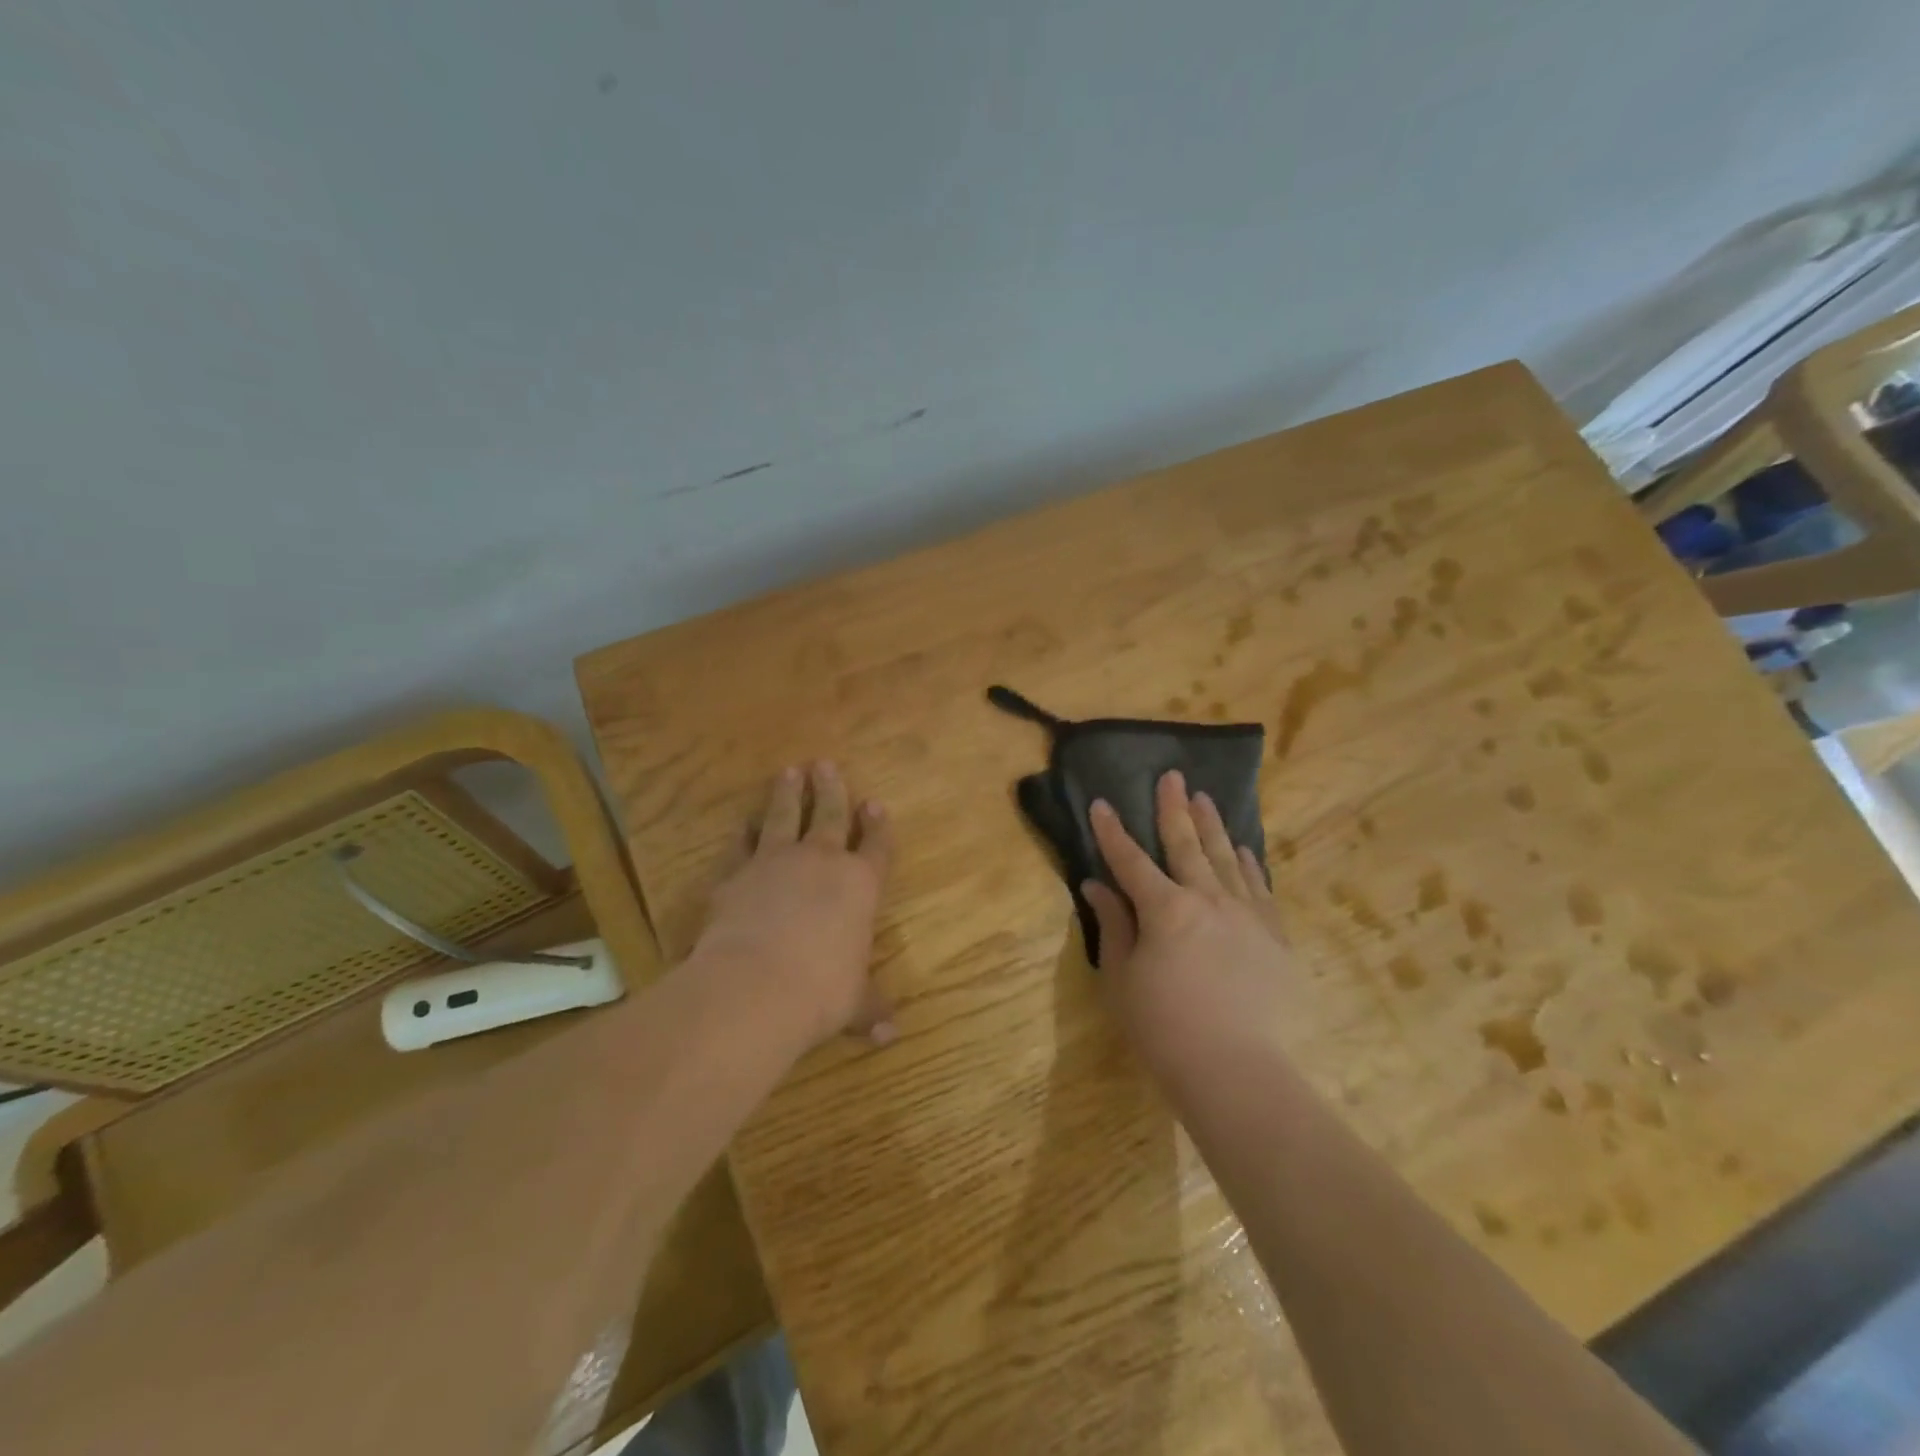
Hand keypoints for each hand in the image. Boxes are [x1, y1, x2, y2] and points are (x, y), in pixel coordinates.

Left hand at [693, 762, 895, 1051]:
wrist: (755, 986)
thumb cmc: (821, 992)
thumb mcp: (852, 1004)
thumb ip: (869, 1009)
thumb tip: (889, 1034)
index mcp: (860, 886)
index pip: (875, 846)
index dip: (877, 826)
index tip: (875, 804)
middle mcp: (820, 863)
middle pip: (829, 815)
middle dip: (831, 790)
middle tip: (825, 765)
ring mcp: (775, 863)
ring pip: (784, 817)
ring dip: (787, 794)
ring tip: (789, 772)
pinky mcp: (736, 875)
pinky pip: (742, 845)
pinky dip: (744, 832)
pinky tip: (743, 822)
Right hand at [1082, 771, 1294, 1080]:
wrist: (1236, 1071)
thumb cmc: (1164, 1028)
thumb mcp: (1122, 978)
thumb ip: (1113, 925)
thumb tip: (1097, 886)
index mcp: (1165, 909)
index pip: (1131, 861)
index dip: (1113, 832)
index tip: (1102, 803)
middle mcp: (1208, 899)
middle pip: (1186, 844)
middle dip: (1174, 809)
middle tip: (1172, 777)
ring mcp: (1247, 914)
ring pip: (1227, 858)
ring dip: (1212, 825)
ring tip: (1205, 798)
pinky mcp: (1274, 935)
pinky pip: (1259, 887)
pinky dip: (1248, 864)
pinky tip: (1242, 849)